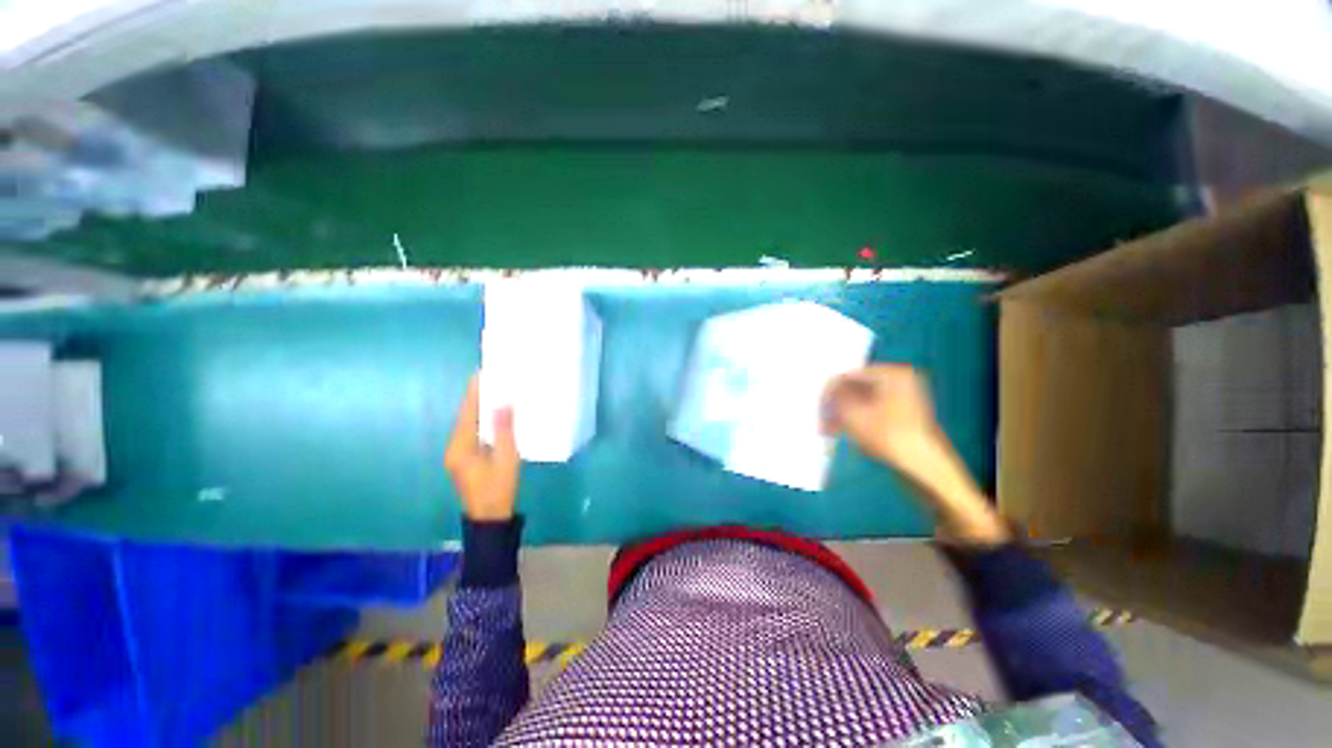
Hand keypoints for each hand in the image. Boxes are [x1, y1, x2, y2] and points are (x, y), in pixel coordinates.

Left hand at [444, 375, 519, 521]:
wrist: (490, 518)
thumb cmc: (498, 489)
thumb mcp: (506, 459)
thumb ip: (504, 431)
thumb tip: (503, 404)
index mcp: (461, 447)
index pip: (467, 413)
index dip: (474, 393)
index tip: (481, 373)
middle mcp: (455, 447)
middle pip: (466, 416)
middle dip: (477, 397)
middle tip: (492, 378)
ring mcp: (460, 454)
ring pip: (470, 424)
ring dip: (480, 408)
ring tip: (496, 391)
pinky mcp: (467, 459)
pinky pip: (474, 432)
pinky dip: (483, 421)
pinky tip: (495, 415)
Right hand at [823, 364, 1010, 545]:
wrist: (924, 471)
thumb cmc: (887, 436)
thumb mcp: (852, 413)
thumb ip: (834, 396)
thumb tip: (826, 388)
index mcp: (893, 374)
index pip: (850, 374)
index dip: (829, 391)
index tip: (815, 406)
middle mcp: (900, 382)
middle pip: (856, 388)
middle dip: (835, 404)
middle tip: (820, 420)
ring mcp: (904, 400)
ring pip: (862, 402)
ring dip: (842, 414)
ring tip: (827, 430)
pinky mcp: (903, 418)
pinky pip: (872, 413)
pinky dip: (855, 421)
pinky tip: (841, 433)